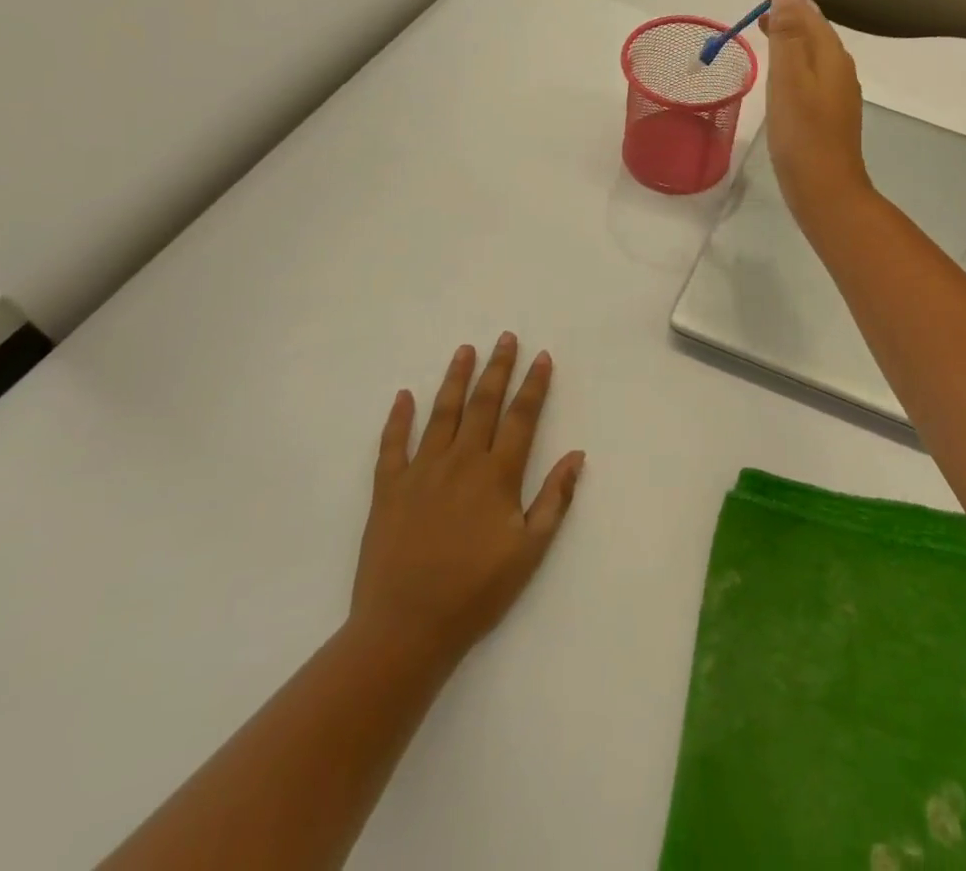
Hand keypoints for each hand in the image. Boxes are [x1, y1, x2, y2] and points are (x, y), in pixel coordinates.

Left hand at [347, 334, 585, 670]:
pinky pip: (392, 444)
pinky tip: (403, 396)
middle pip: (483, 404)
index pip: (521, 417)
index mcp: (497, 475)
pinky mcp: (388, 489)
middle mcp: (461, 461)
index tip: (541, 356)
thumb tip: (577, 455)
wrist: (405, 627)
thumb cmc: (475, 591)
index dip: (534, 385)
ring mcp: (421, 471)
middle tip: (505, 337)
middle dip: (497, 368)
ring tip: (464, 350)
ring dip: (455, 379)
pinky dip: (397, 418)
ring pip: (441, 413)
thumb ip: (554, 499)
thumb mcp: (529, 551)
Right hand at [762, 0, 871, 223]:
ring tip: (766, 36)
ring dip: (792, 40)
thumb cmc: (802, 133)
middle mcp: (840, 69)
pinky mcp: (830, 116)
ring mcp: (838, 94)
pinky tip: (781, 79)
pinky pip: (812, 76)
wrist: (825, 191)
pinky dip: (795, 65)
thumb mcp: (788, 76)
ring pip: (814, 54)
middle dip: (791, 16)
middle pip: (815, 31)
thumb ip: (787, 29)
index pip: (811, 12)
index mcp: (832, 55)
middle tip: (760, 11)